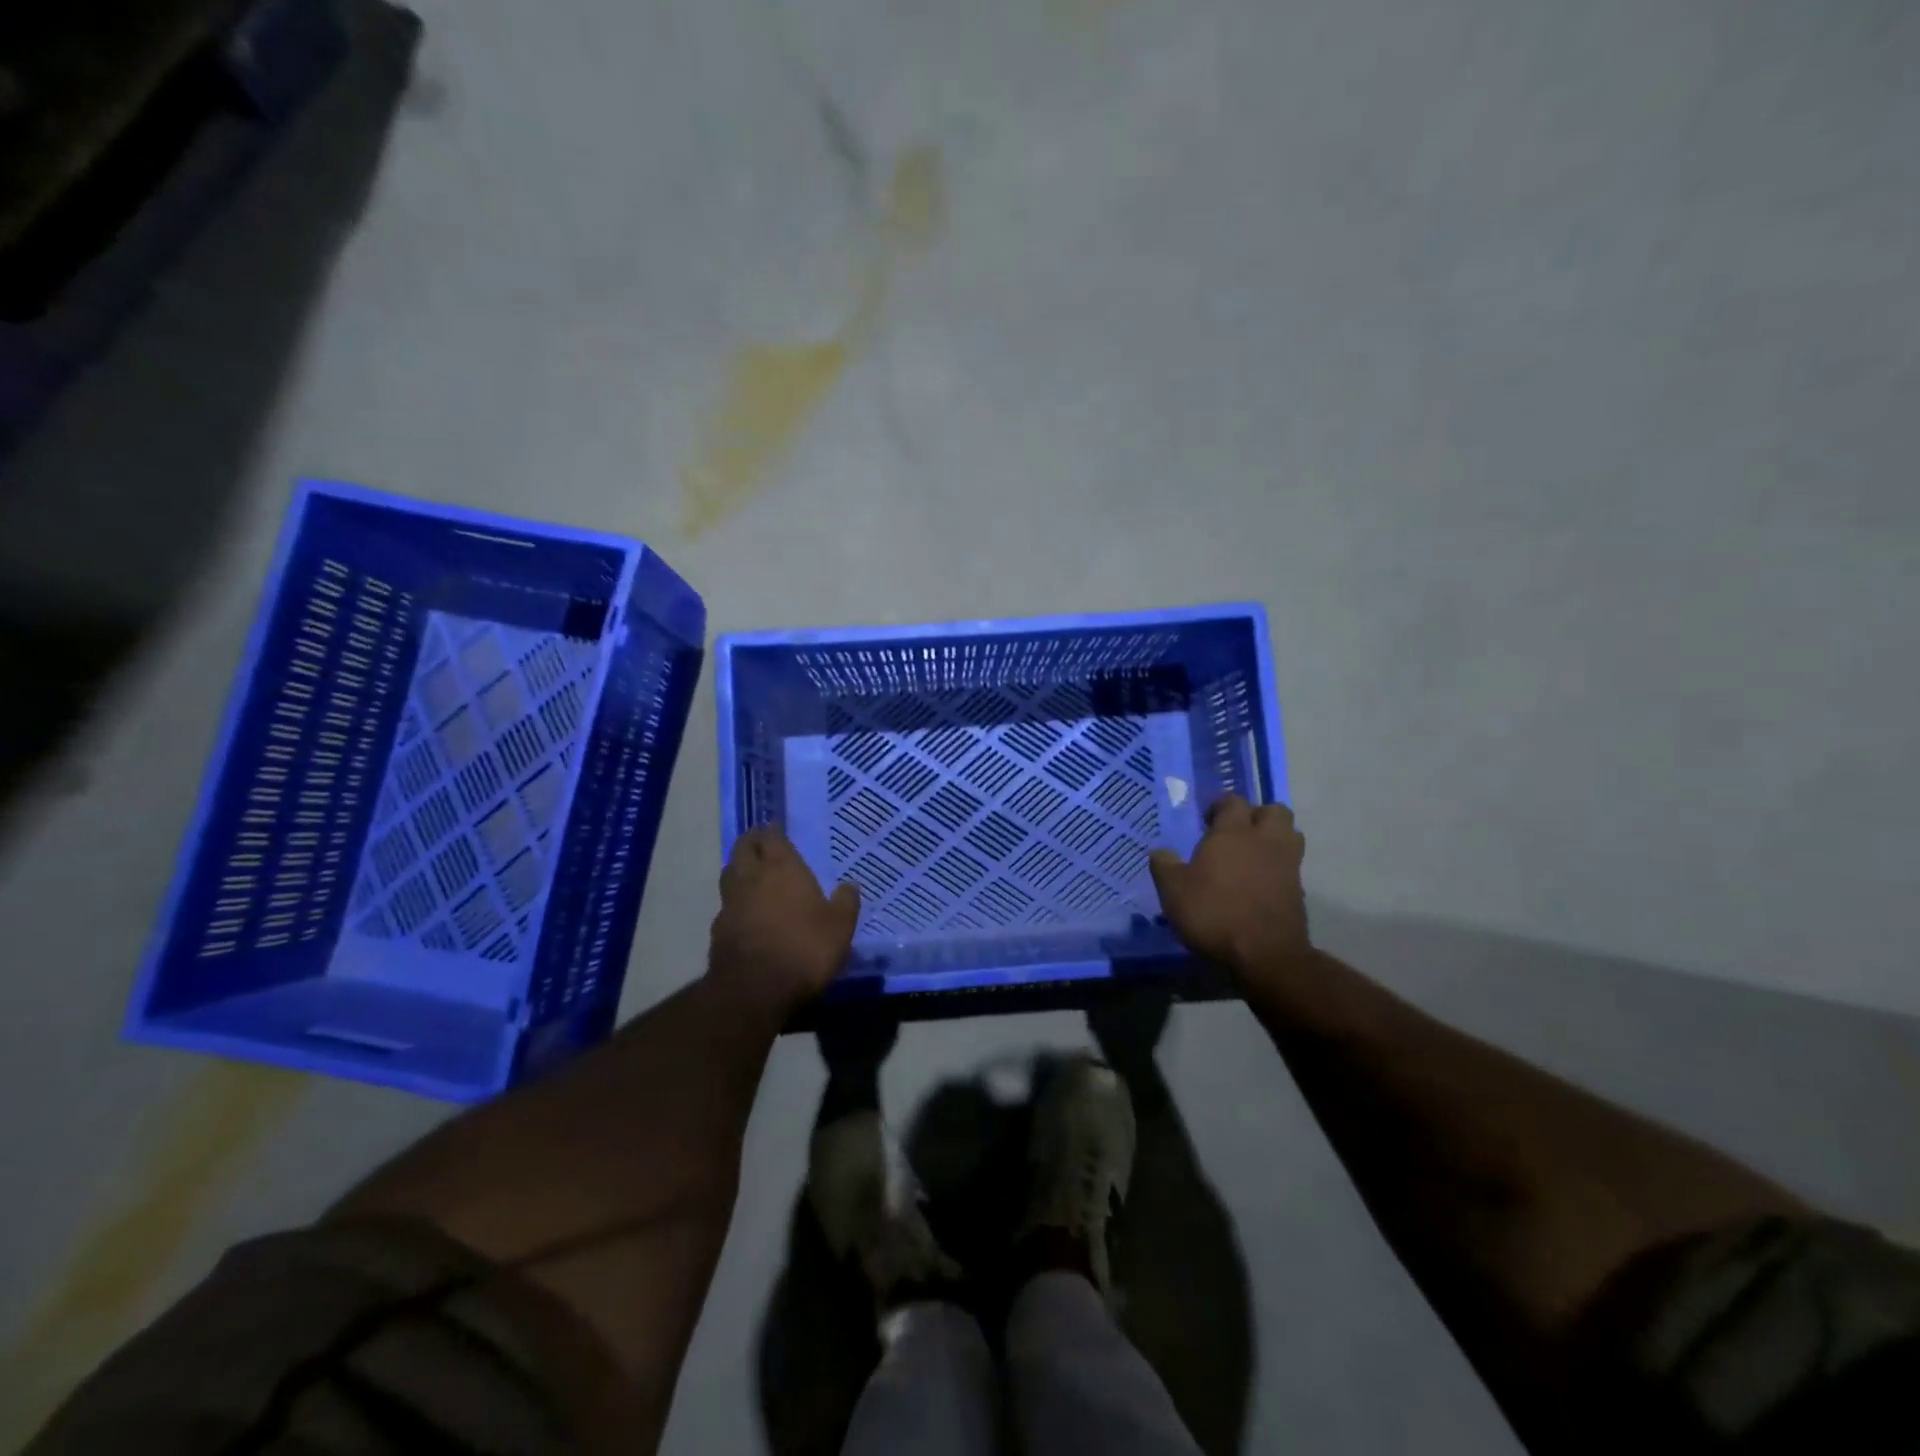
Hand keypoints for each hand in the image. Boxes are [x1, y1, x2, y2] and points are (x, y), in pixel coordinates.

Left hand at [710, 826, 861, 1015]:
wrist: (755, 990)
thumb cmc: (805, 948)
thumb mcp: (840, 927)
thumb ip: (846, 903)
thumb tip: (850, 885)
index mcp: (782, 868)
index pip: (771, 836)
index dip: (773, 831)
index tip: (777, 830)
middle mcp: (752, 877)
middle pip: (743, 848)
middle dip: (751, 842)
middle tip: (762, 844)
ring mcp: (730, 903)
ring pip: (729, 874)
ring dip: (739, 869)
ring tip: (752, 874)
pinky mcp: (718, 929)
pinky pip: (726, 905)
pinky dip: (735, 902)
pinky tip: (745, 913)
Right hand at [1149, 795, 1309, 981]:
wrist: (1265, 955)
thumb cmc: (1214, 913)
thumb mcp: (1173, 890)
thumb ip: (1164, 865)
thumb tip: (1160, 852)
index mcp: (1233, 832)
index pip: (1233, 801)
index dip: (1220, 806)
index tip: (1206, 821)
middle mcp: (1265, 840)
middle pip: (1274, 810)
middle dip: (1257, 815)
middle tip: (1236, 833)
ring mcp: (1287, 865)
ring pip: (1290, 835)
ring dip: (1274, 838)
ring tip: (1252, 855)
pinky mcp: (1299, 890)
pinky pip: (1291, 865)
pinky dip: (1278, 867)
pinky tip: (1259, 884)